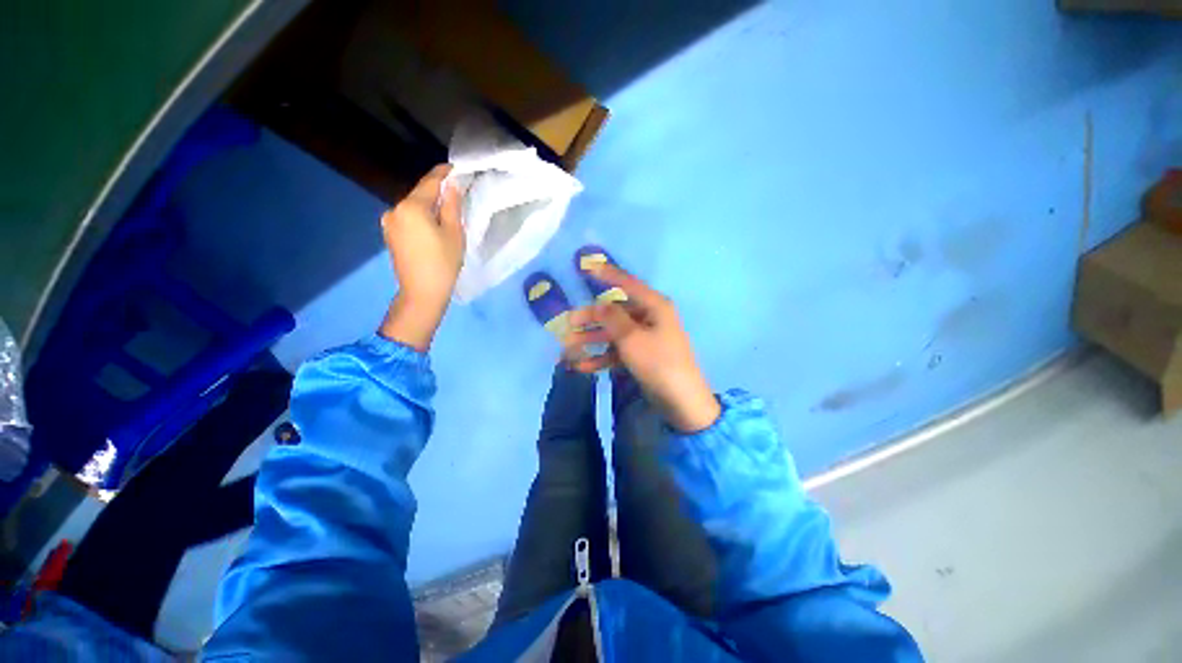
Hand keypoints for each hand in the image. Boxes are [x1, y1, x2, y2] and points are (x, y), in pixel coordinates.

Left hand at [378, 165, 464, 350]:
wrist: (421, 293)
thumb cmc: (443, 263)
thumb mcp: (454, 233)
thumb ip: (452, 205)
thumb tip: (452, 185)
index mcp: (411, 207)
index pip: (429, 182)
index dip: (443, 173)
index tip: (455, 167)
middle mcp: (395, 209)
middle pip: (419, 194)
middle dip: (436, 192)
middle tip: (456, 193)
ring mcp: (389, 222)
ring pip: (413, 207)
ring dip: (429, 206)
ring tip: (446, 212)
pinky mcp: (389, 234)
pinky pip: (408, 218)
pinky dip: (421, 217)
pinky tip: (432, 226)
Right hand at [564, 265, 721, 432]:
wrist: (680, 401)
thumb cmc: (658, 362)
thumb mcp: (632, 338)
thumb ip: (612, 318)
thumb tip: (599, 303)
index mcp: (654, 306)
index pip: (628, 284)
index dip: (608, 274)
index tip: (588, 267)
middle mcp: (650, 318)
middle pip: (616, 313)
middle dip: (592, 319)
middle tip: (569, 323)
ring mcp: (645, 338)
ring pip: (614, 333)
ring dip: (593, 340)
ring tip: (569, 347)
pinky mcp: (642, 356)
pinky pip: (618, 352)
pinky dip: (602, 358)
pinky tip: (582, 366)